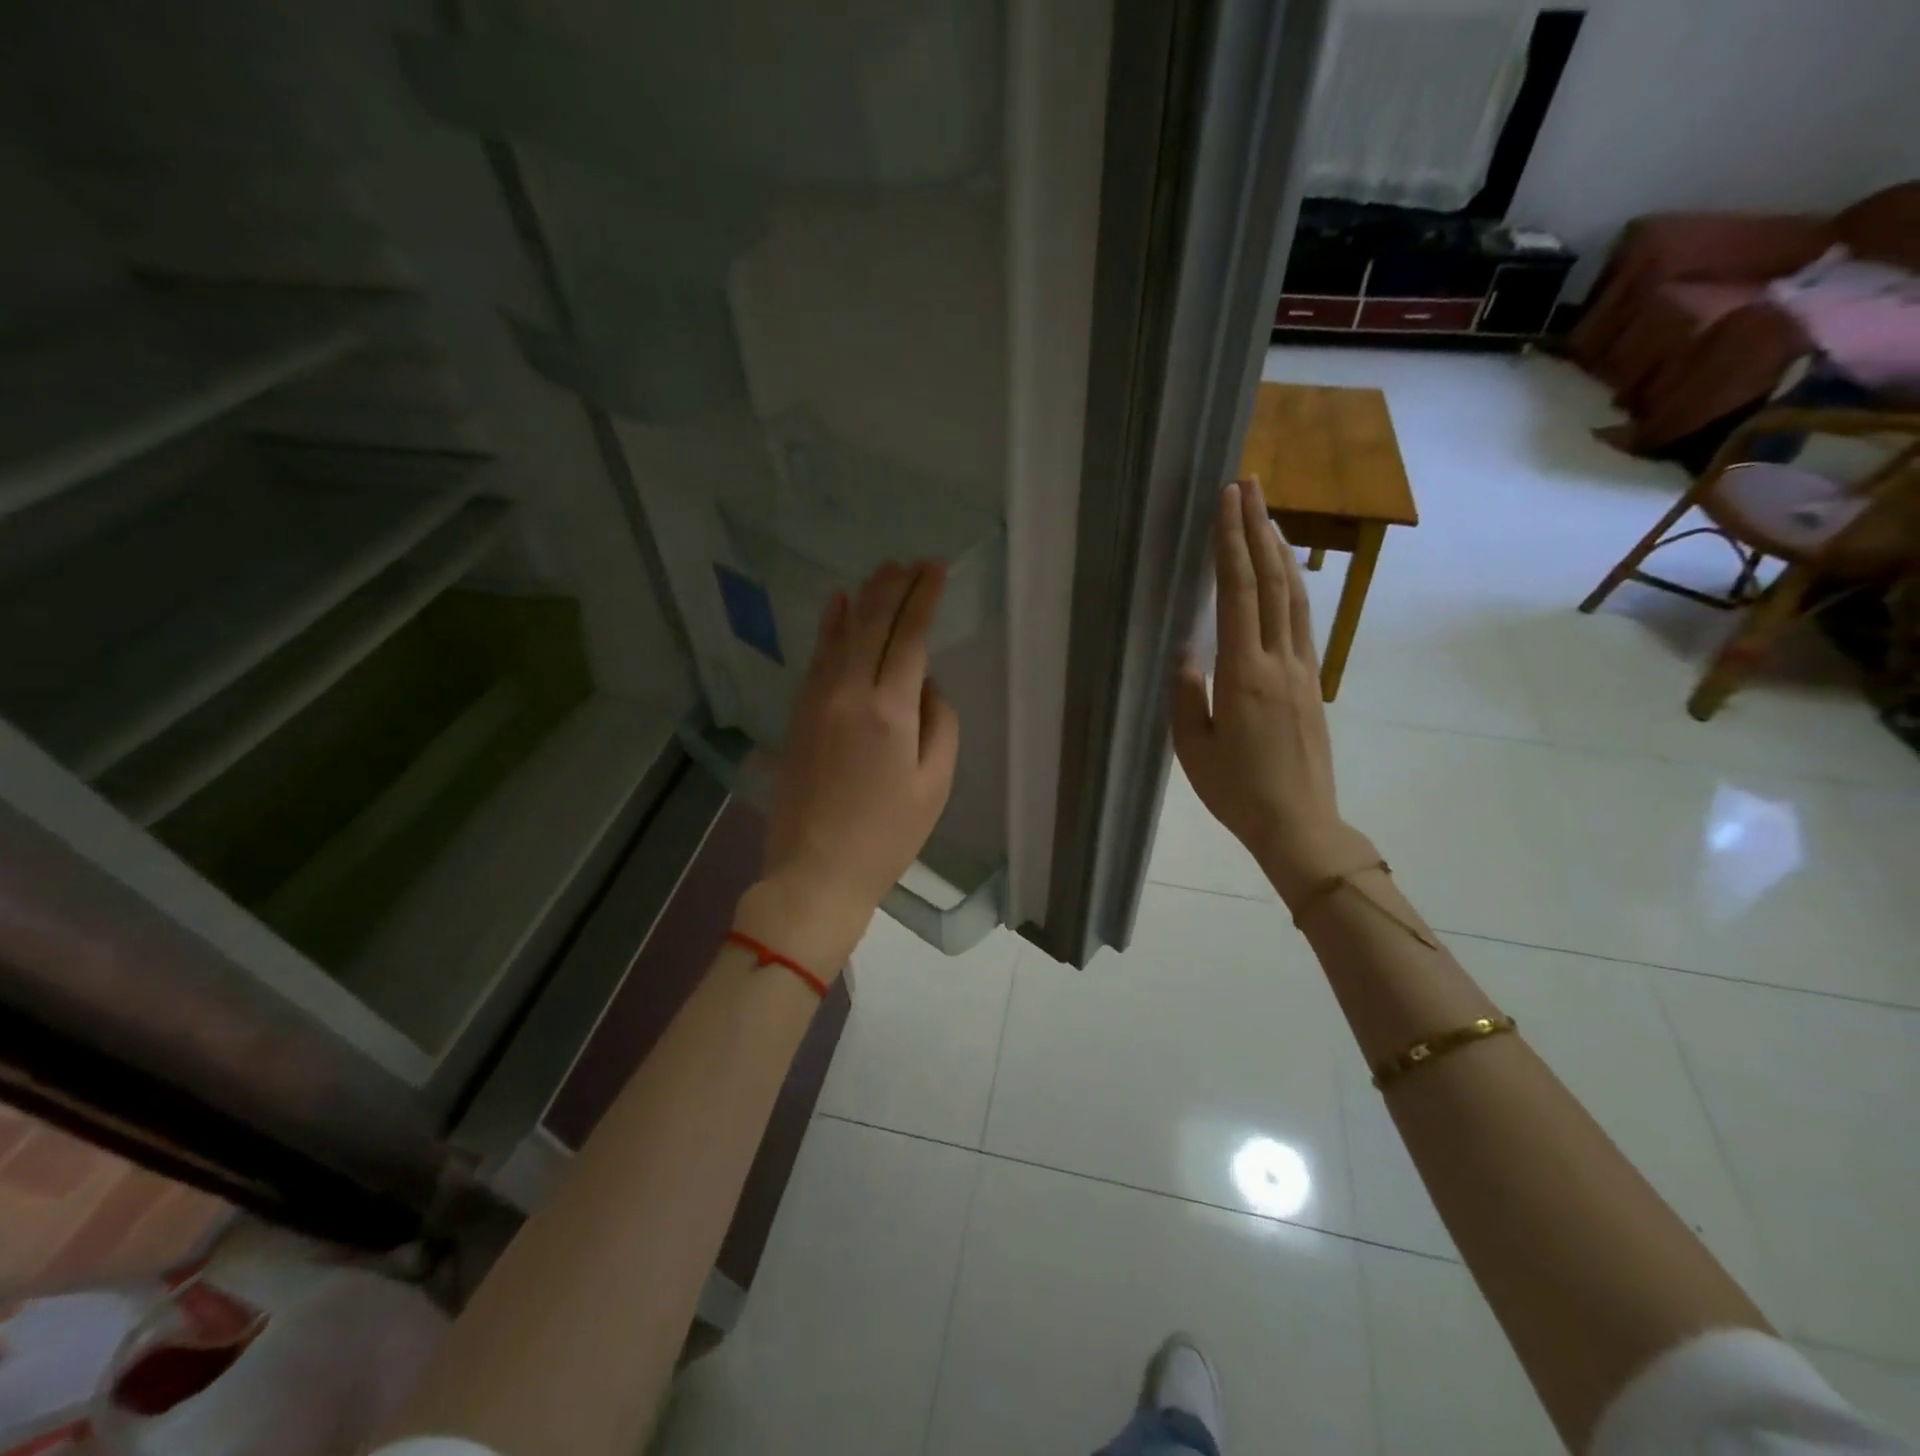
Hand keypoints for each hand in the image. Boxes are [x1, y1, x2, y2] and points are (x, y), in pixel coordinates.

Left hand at [740, 561, 960, 972]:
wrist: (815, 872)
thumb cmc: (886, 836)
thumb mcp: (934, 785)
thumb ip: (939, 723)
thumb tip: (927, 685)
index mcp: (889, 712)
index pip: (909, 637)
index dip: (923, 598)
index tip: (936, 569)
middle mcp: (849, 694)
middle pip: (871, 624)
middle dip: (894, 587)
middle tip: (912, 562)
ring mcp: (817, 702)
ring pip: (840, 634)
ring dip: (863, 598)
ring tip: (881, 572)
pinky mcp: (799, 715)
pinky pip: (817, 658)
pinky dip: (830, 627)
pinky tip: (837, 605)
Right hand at [1171, 480, 1369, 906]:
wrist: (1299, 823)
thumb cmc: (1236, 790)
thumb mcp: (1194, 747)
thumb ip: (1188, 692)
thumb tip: (1187, 648)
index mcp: (1244, 674)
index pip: (1238, 593)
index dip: (1231, 543)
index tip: (1227, 501)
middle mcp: (1278, 660)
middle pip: (1271, 581)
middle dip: (1257, 529)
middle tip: (1248, 484)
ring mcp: (1302, 669)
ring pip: (1293, 596)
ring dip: (1279, 550)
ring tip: (1267, 514)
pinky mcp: (1311, 682)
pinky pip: (1301, 620)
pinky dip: (1291, 585)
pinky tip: (1284, 573)